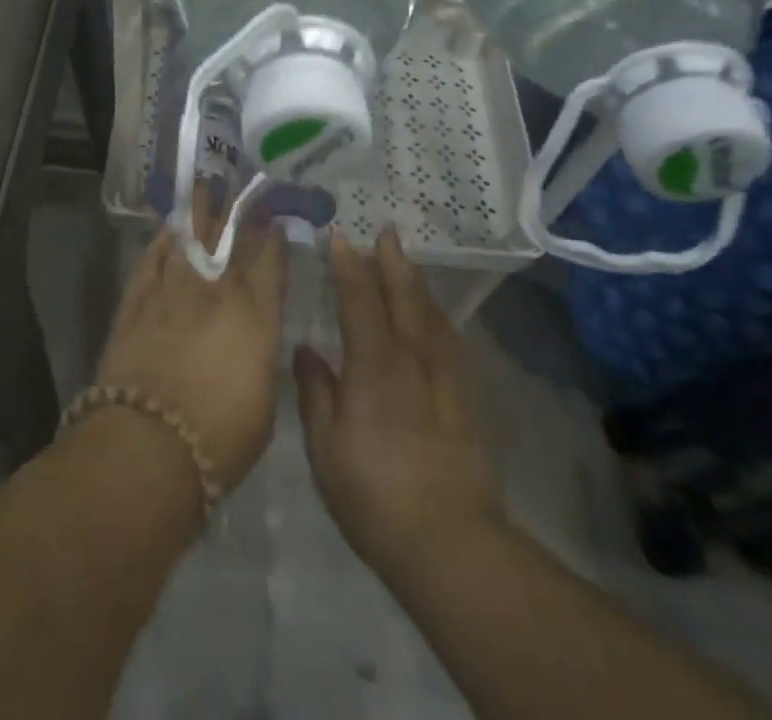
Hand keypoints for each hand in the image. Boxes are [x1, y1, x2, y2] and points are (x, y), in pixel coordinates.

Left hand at [93, 182, 287, 491]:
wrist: (148, 446)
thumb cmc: (220, 439)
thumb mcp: (264, 403)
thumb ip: (260, 357)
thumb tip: (254, 338)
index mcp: (256, 315)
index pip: (269, 261)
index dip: (272, 236)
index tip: (273, 219)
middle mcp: (216, 291)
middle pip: (229, 239)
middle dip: (237, 211)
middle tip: (239, 187)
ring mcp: (173, 290)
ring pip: (189, 238)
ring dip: (198, 212)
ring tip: (204, 187)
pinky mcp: (136, 301)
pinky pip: (152, 260)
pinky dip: (161, 242)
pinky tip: (168, 230)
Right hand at [294, 227, 502, 583]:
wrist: (449, 540)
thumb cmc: (373, 492)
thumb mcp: (325, 446)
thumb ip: (315, 391)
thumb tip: (306, 348)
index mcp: (374, 362)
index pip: (359, 297)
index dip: (349, 264)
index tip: (340, 235)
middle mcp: (412, 356)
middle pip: (403, 295)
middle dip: (392, 260)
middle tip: (386, 230)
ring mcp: (443, 377)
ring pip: (431, 314)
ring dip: (416, 282)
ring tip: (408, 263)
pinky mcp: (465, 398)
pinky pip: (450, 340)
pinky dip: (438, 317)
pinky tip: (437, 319)